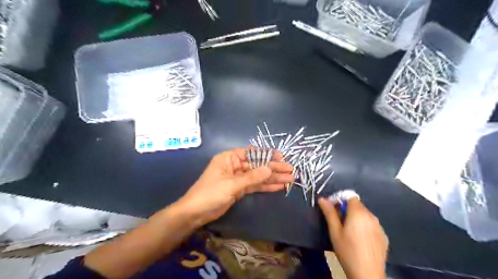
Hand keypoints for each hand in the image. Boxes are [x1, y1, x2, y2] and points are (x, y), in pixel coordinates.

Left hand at [176, 147, 292, 226]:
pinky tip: (278, 186)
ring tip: (289, 179)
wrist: (195, 213)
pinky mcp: (239, 189)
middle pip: (258, 165)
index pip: (252, 153)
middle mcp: (235, 165)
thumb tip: (270, 169)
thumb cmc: (210, 194)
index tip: (281, 158)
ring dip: (273, 178)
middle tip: (291, 171)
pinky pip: (255, 186)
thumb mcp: (231, 184)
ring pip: (258, 176)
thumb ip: (251, 177)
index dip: (267, 155)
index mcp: (230, 158)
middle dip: (274, 168)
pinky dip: (266, 186)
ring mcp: (238, 178)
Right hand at [319, 197, 388, 277]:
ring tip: (348, 231)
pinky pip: (371, 225)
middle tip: (337, 222)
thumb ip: (329, 213)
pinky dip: (364, 226)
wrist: (368, 275)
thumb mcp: (334, 231)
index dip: (340, 199)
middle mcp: (371, 216)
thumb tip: (322, 199)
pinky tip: (359, 240)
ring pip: (364, 215)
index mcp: (358, 213)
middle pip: (357, 205)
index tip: (332, 209)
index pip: (350, 196)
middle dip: (346, 209)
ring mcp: (379, 226)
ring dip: (355, 217)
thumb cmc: (347, 251)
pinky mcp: (384, 236)